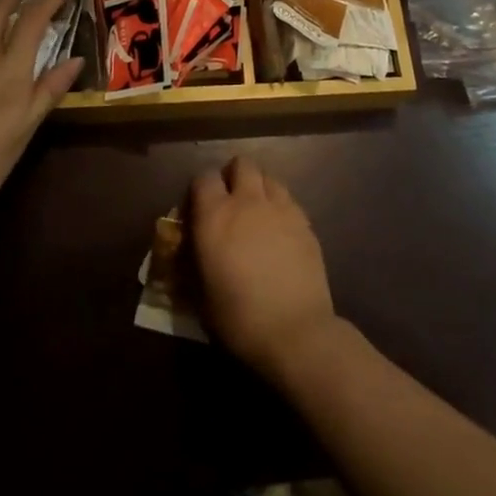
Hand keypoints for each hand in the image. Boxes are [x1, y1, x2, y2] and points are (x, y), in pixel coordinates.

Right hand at [190, 156, 340, 380]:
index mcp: (216, 216)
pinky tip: (279, 231)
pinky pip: (288, 198)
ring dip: (259, 187)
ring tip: (257, 213)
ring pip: (268, 176)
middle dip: (233, 176)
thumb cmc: (239, 319)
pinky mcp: (304, 220)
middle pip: (241, 164)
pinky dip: (280, 206)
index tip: (199, 208)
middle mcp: (247, 201)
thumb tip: (190, 251)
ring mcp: (280, 207)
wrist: (295, 331)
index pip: (204, 177)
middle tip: (231, 202)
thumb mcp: (201, 296)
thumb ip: (194, 262)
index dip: (201, 189)